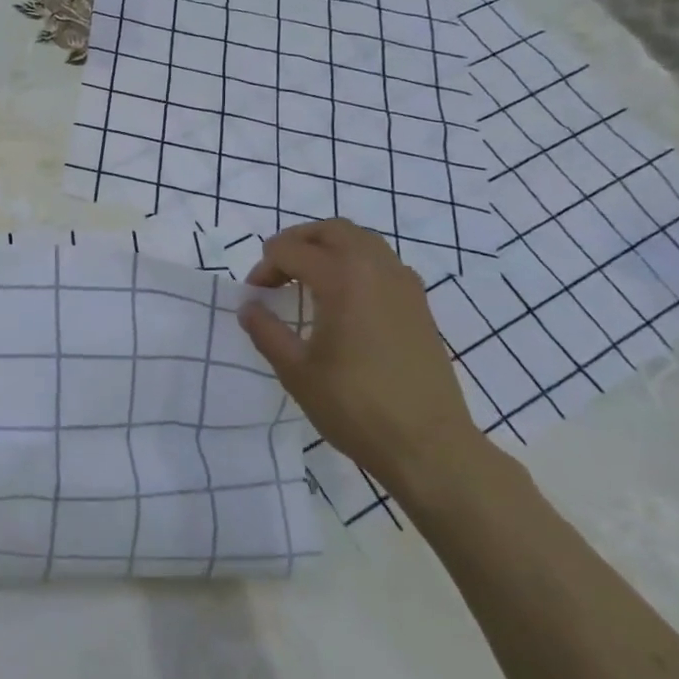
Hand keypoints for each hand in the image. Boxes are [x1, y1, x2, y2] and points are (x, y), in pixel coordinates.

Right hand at [237, 219, 485, 497]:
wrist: (429, 448)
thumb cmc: (355, 408)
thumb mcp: (296, 371)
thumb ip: (266, 331)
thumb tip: (249, 306)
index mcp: (342, 278)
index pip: (290, 251)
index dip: (264, 268)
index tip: (255, 296)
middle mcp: (376, 268)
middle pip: (331, 230)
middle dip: (297, 242)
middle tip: (277, 270)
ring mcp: (404, 285)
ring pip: (362, 240)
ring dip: (329, 247)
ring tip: (308, 278)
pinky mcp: (420, 305)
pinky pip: (383, 262)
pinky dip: (356, 263)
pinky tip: (345, 298)